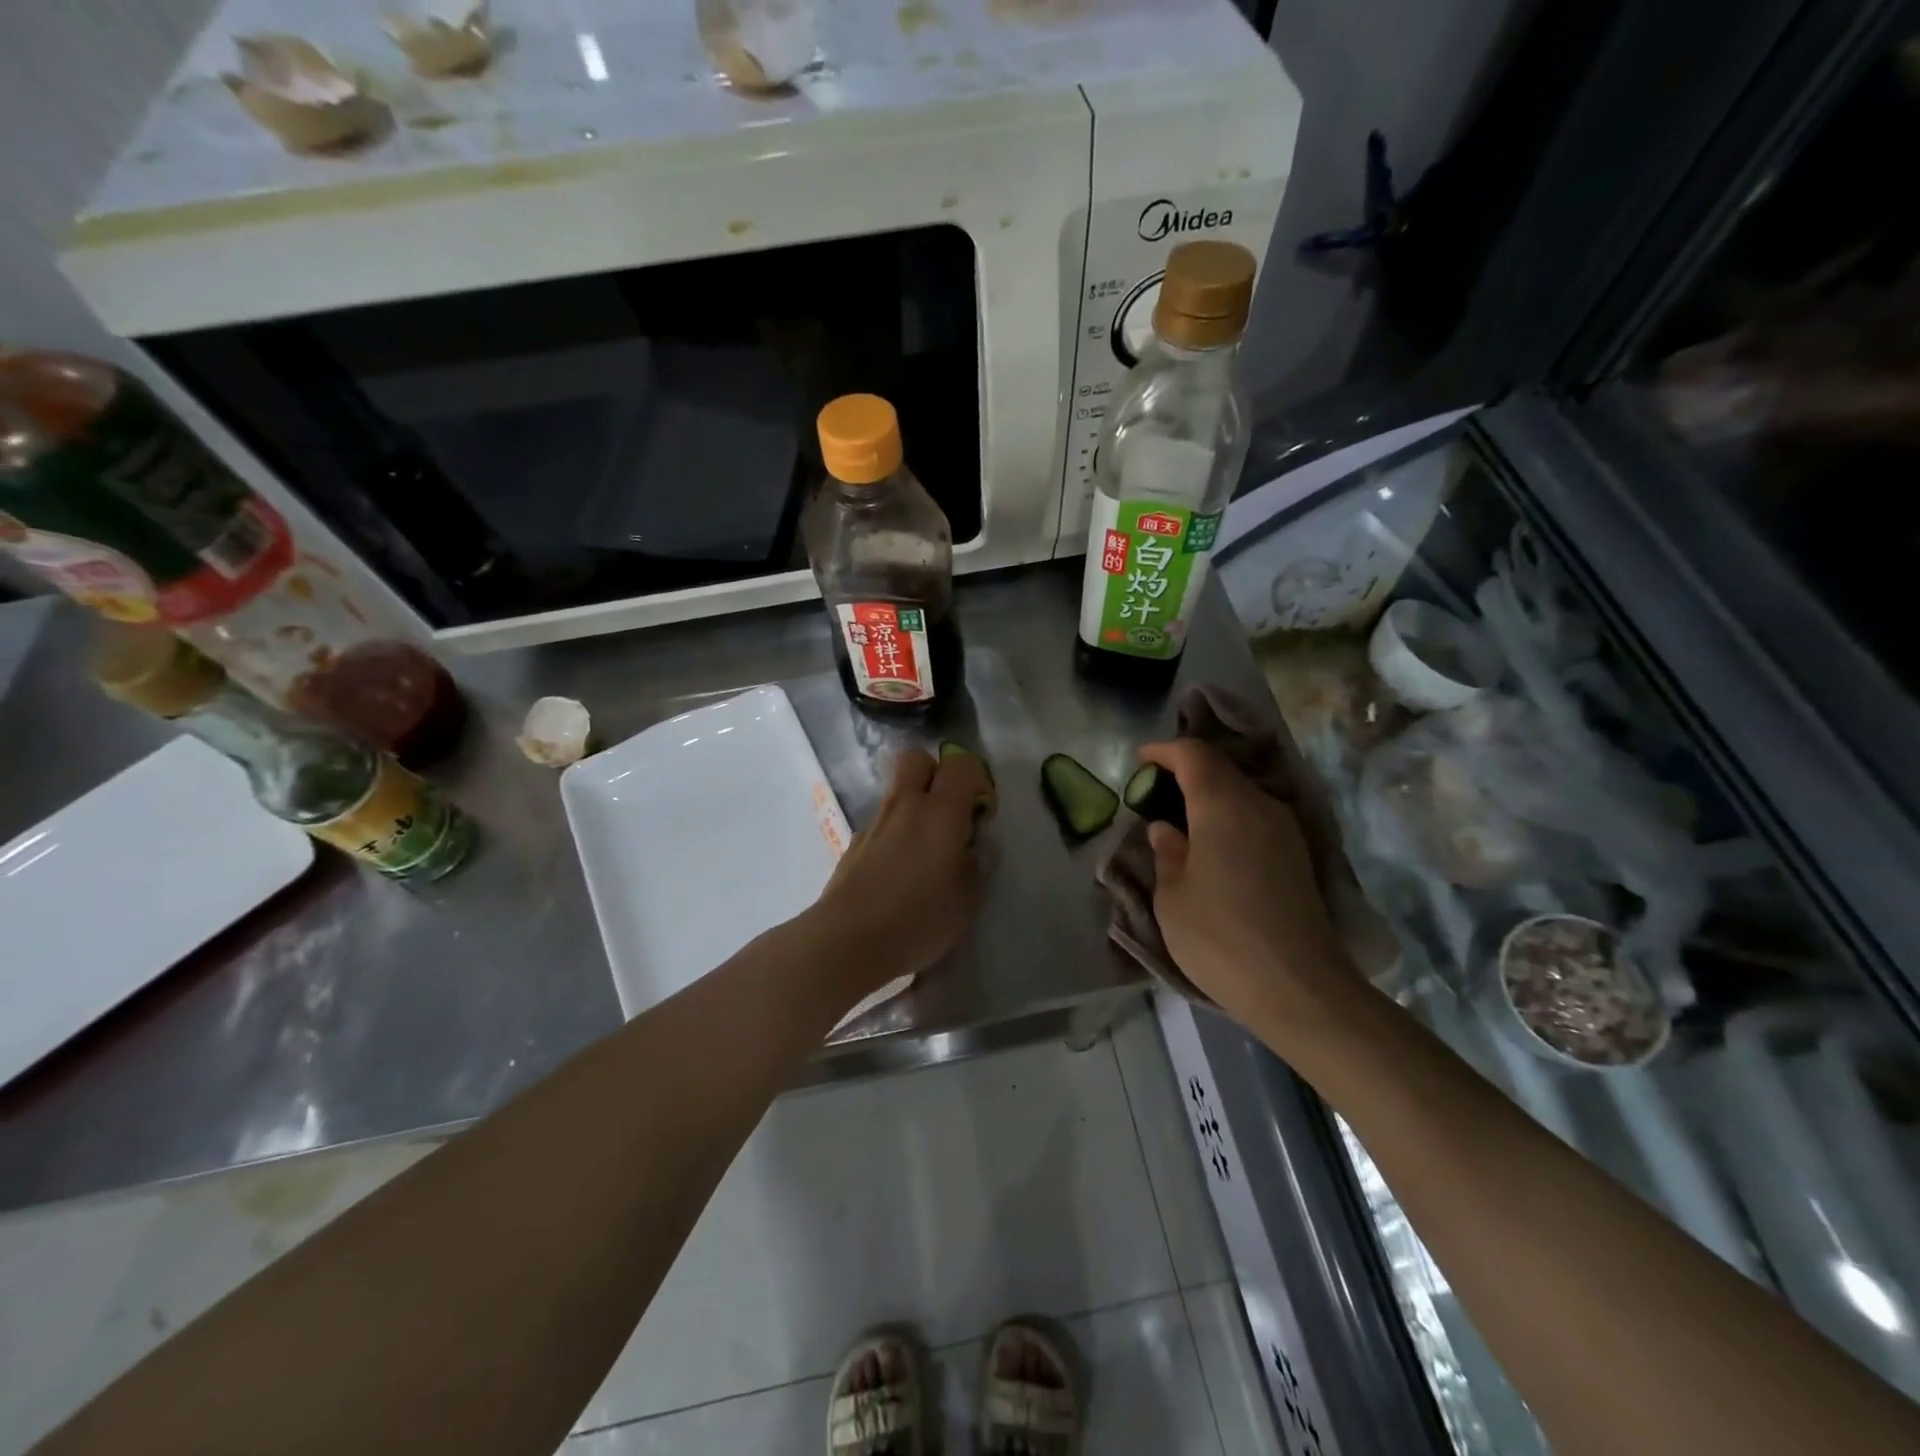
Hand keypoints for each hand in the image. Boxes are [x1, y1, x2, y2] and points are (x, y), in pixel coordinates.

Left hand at [810, 747, 993, 994]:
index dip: (977, 781)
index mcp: (940, 812)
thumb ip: (973, 864)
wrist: (847, 941)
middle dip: (936, 775)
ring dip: (914, 807)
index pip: (962, 765)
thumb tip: (967, 847)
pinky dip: (895, 834)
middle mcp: (905, 806)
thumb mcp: (966, 900)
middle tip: (949, 813)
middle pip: (917, 759)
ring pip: (897, 792)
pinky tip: (898, 874)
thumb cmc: (917, 919)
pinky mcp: (854, 844)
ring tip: (925, 852)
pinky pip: (881, 824)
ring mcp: (874, 823)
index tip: (981, 815)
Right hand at [1137, 739, 1355, 1033]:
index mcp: (1223, 806)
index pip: (1193, 754)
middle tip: (1154, 792)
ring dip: (1208, 795)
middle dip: (1184, 771)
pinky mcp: (1298, 855)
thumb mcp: (1172, 897)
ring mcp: (1285, 830)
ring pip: (1241, 792)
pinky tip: (1212, 845)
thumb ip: (1166, 853)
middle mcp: (1259, 806)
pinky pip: (1256, 816)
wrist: (1299, 989)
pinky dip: (1228, 816)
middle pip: (1220, 768)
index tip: (1140, 761)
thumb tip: (1166, 829)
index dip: (1163, 751)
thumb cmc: (1220, 938)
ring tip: (1180, 820)